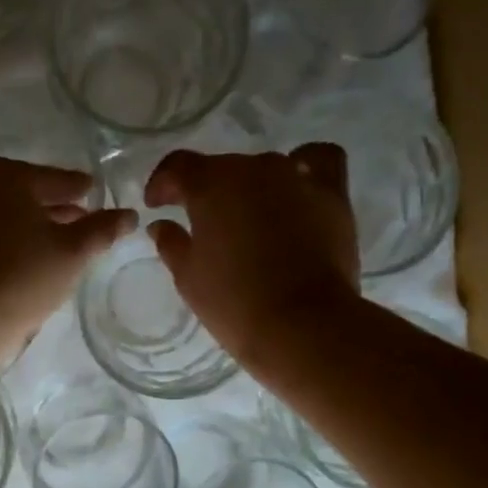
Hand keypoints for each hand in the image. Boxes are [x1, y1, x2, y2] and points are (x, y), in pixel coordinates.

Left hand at [0, 158, 135, 368]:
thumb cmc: (20, 280)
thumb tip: (130, 214)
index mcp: (9, 176)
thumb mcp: (72, 254)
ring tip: (46, 243)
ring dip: (23, 223)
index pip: (56, 179)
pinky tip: (12, 258)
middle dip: (51, 206)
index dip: (79, 188)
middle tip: (75, 220)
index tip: (93, 194)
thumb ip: (102, 230)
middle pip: (23, 192)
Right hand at [144, 143, 359, 367]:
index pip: (178, 167)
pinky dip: (305, 167)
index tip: (155, 205)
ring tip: (248, 219)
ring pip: (264, 169)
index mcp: (211, 184)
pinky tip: (296, 189)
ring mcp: (296, 177)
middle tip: (201, 223)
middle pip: (222, 169)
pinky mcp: (332, 195)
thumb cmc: (233, 302)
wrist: (301, 325)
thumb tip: (162, 225)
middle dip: (206, 191)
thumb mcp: (188, 277)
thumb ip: (171, 243)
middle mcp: (254, 168)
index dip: (162, 184)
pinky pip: (318, 162)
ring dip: (250, 188)